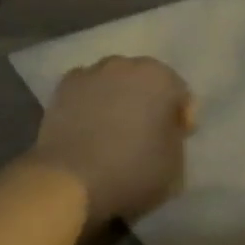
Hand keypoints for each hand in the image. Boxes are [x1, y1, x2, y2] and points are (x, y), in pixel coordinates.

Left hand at [28, 56, 194, 225]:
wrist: (70, 180)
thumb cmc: (132, 171)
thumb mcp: (175, 164)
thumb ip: (176, 137)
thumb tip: (166, 129)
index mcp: (160, 78)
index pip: (180, 94)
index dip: (181, 119)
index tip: (176, 141)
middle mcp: (126, 64)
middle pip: (146, 82)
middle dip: (149, 102)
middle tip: (146, 133)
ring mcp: (91, 73)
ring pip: (114, 82)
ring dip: (119, 99)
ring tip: (114, 129)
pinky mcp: (63, 87)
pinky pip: (87, 91)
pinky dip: (91, 102)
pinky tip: (88, 126)